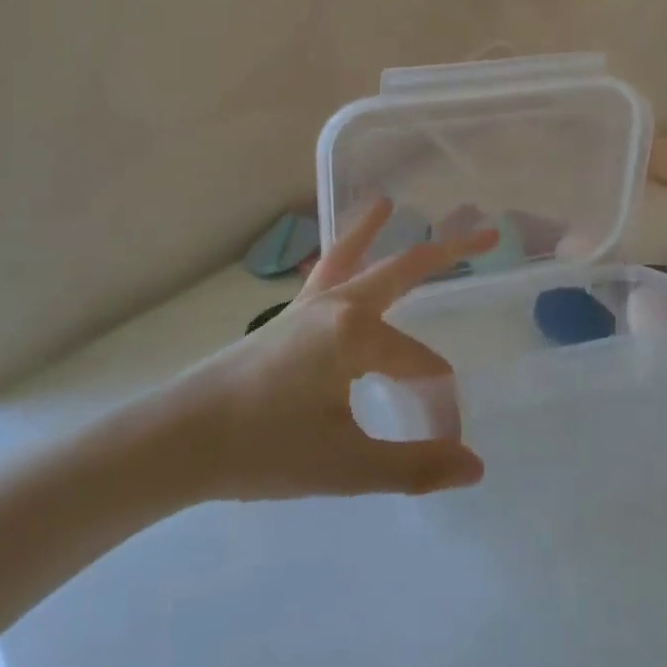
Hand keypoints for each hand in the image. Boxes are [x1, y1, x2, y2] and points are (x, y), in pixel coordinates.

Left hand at [173, 199, 495, 502]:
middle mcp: (337, 305)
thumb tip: (476, 466)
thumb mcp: (344, 466)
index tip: (443, 442)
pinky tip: (342, 257)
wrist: (179, 440)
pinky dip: (342, 252)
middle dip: (449, 251)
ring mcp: (308, 306)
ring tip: (387, 200)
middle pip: (403, 268)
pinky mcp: (287, 318)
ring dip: (376, 231)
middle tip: (487, 229)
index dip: (438, 404)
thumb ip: (413, 466)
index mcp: (355, 333)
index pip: (420, 365)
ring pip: (353, 256)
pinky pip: (323, 272)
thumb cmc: (262, 449)